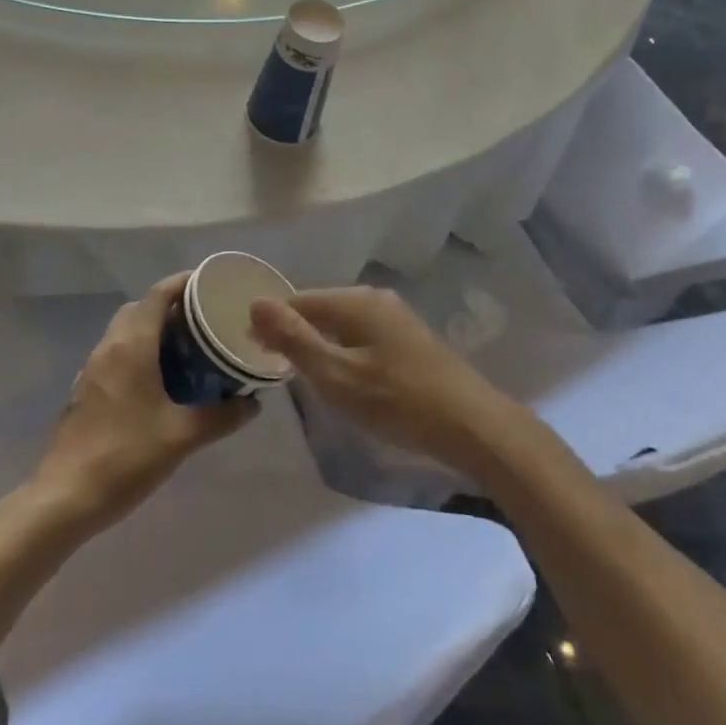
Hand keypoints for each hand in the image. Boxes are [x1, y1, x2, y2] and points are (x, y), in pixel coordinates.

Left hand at [29, 274, 255, 536]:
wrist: (64, 499)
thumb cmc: (126, 456)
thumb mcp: (182, 436)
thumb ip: (221, 416)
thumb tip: (253, 403)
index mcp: (132, 346)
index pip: (158, 294)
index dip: (183, 283)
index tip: (211, 285)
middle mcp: (109, 347)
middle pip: (140, 308)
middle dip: (170, 306)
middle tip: (203, 320)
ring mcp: (92, 369)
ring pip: (125, 331)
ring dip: (152, 329)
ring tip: (186, 349)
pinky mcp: (85, 390)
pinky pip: (116, 354)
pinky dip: (138, 352)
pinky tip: (158, 382)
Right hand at [250, 287, 525, 479]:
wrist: (473, 426)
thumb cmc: (398, 401)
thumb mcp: (337, 375)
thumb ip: (294, 340)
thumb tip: (255, 303)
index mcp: (356, 301)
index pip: (299, 300)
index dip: (272, 324)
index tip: (253, 352)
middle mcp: (376, 298)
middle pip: (321, 308)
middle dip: (296, 333)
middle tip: (276, 370)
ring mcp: (396, 318)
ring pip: (343, 324)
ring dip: (320, 345)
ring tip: (305, 377)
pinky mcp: (410, 340)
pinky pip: (362, 336)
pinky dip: (345, 352)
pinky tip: (345, 379)